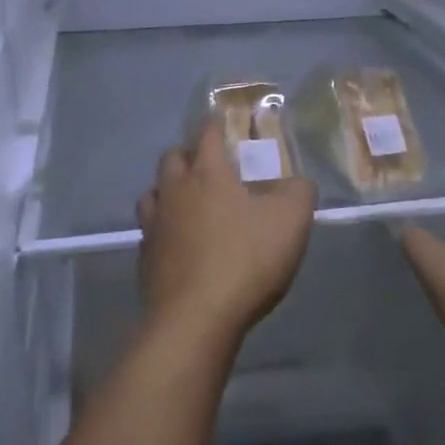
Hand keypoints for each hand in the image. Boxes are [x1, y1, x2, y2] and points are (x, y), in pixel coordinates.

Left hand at [136, 121, 317, 346]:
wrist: (196, 318)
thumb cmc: (245, 259)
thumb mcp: (291, 220)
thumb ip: (299, 192)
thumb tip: (299, 182)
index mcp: (207, 172)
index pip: (206, 133)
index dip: (216, 126)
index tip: (226, 126)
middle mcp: (174, 190)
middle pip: (172, 157)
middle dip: (189, 155)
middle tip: (211, 167)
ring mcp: (154, 224)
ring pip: (154, 192)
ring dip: (170, 190)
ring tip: (190, 204)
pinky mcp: (145, 258)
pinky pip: (150, 231)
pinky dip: (164, 229)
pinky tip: (180, 244)